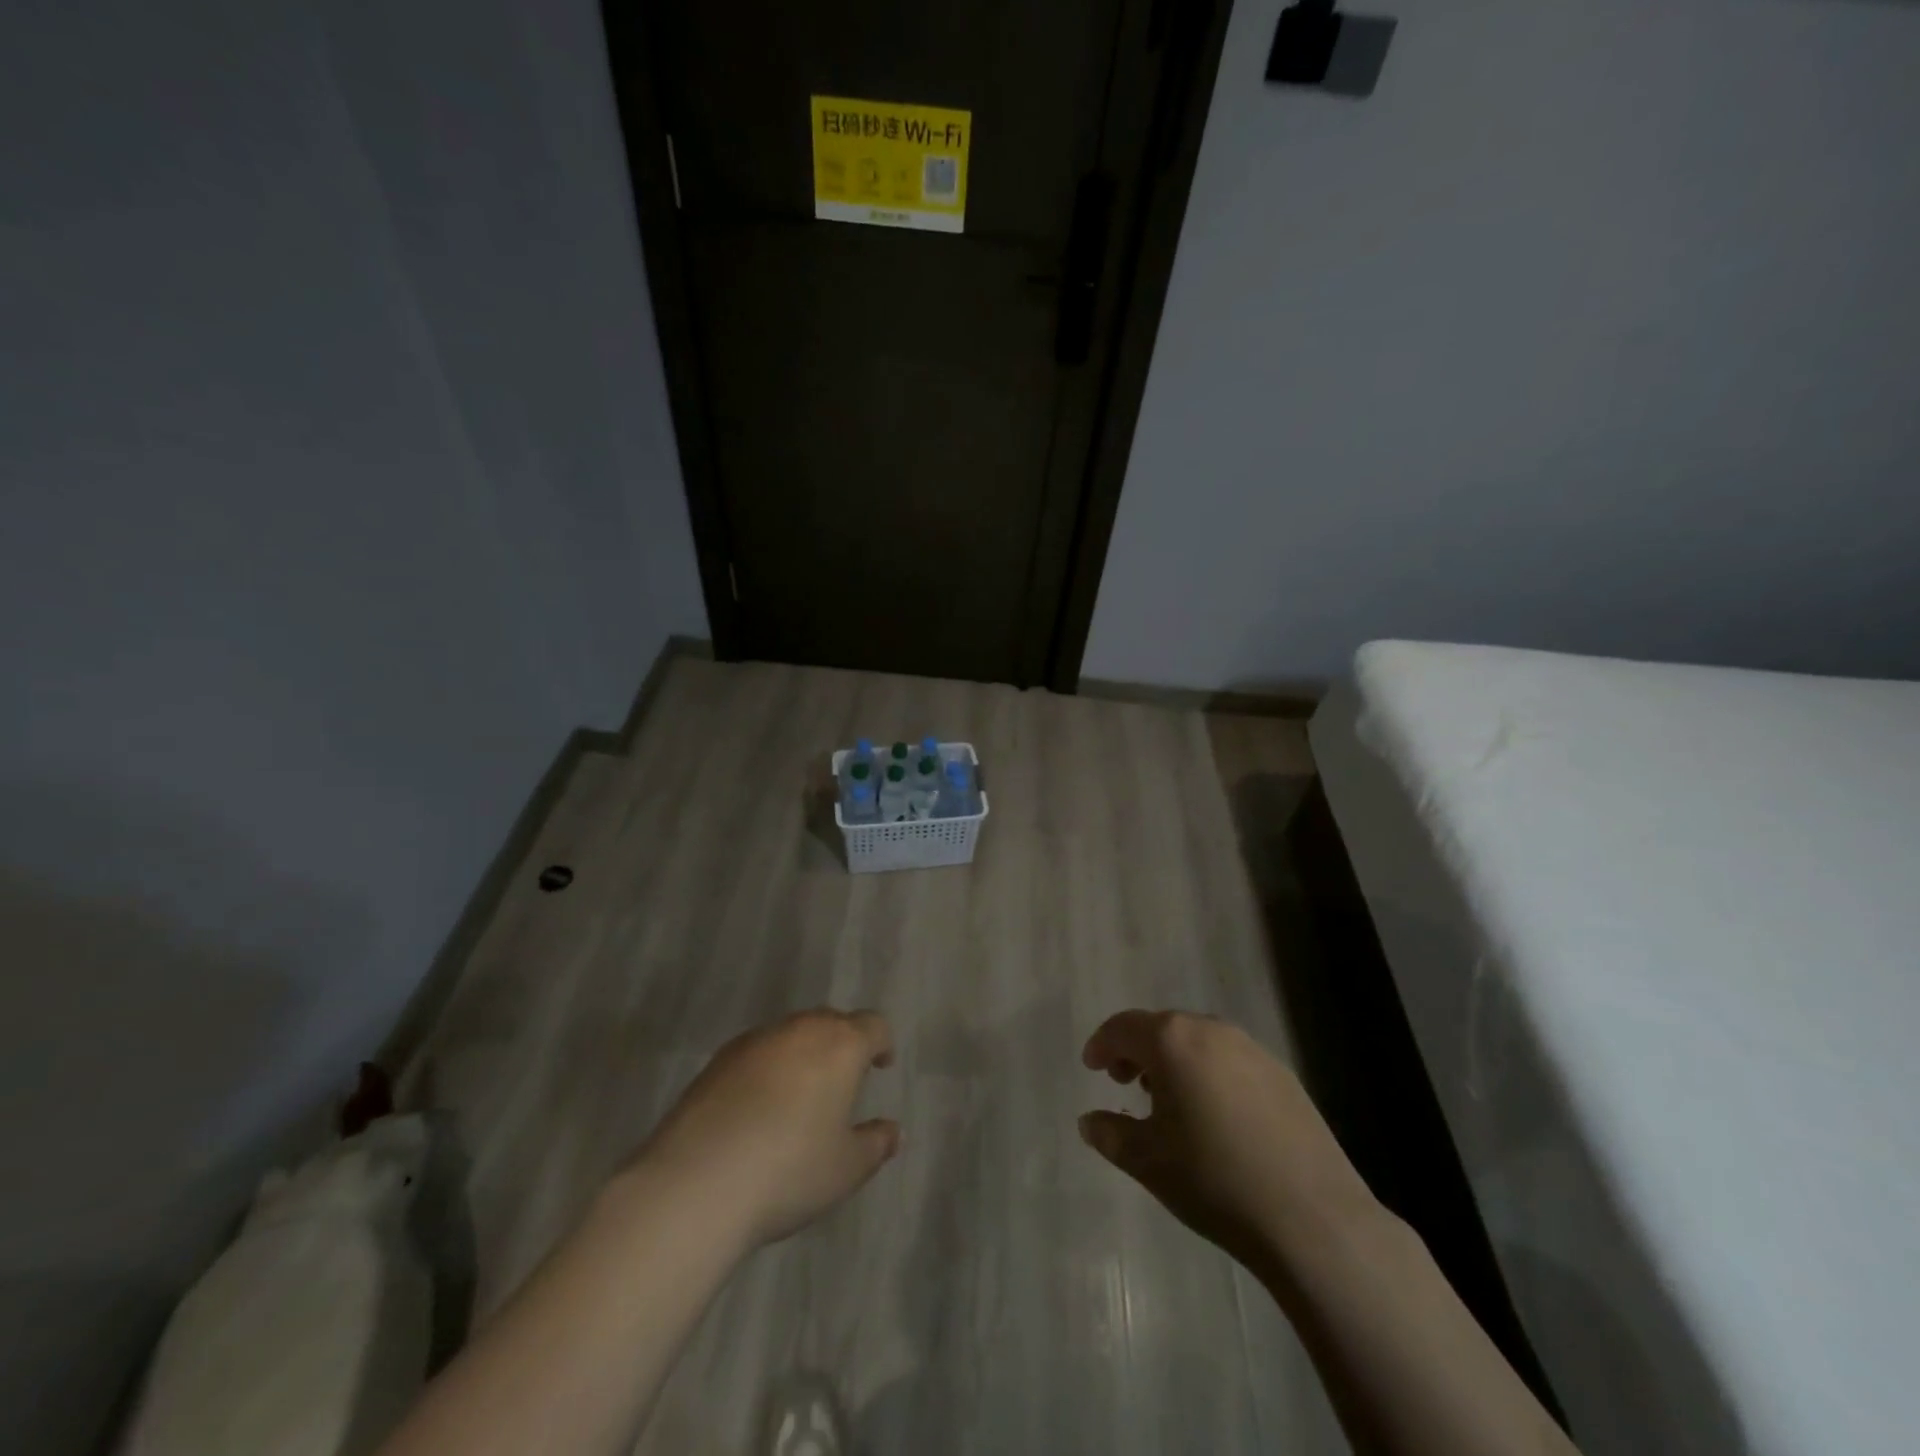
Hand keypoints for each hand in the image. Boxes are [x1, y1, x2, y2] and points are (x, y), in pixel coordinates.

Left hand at [636, 1010, 899, 1246]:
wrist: (696, 1182)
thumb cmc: (789, 1171)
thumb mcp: (846, 1168)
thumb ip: (876, 1144)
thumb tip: (894, 1131)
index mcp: (840, 1045)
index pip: (872, 1026)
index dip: (881, 1043)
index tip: (881, 1065)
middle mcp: (799, 1030)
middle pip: (830, 1022)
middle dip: (841, 1044)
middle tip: (843, 1079)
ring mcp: (755, 1041)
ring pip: (790, 1034)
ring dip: (802, 1054)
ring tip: (800, 1094)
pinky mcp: (717, 1060)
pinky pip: (757, 1053)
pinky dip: (767, 1069)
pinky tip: (758, 1107)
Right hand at [1078, 1010, 1376, 1277]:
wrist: (1311, 1218)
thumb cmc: (1214, 1180)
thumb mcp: (1147, 1161)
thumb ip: (1110, 1133)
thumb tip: (1088, 1120)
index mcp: (1173, 1041)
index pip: (1123, 1027)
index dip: (1102, 1044)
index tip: (1091, 1067)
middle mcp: (1211, 1030)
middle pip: (1162, 1028)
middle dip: (1137, 1051)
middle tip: (1123, 1081)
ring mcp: (1252, 1050)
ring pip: (1198, 1042)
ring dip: (1174, 1061)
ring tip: (1167, 1100)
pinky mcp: (1282, 1075)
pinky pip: (1229, 1060)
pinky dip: (1208, 1073)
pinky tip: (1213, 1115)